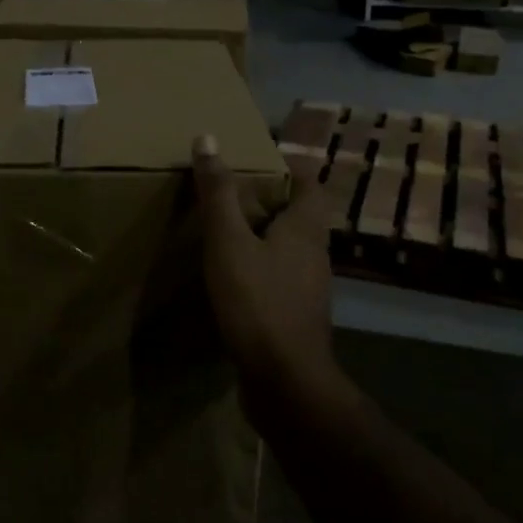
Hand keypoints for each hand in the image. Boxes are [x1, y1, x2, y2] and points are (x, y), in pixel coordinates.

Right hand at [192, 133, 335, 397]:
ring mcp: (308, 289)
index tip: (261, 161)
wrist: (286, 383)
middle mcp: (314, 255)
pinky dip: (260, 270)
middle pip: (301, 216)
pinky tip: (233, 279)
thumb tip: (208, 138)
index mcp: (305, 229)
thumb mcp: (229, 241)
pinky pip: (280, 280)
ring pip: (290, 250)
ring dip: (266, 237)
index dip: (292, 169)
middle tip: (235, 193)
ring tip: (228, 232)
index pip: (312, 185)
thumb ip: (219, 193)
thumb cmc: (259, 302)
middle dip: (273, 202)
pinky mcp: (296, 318)